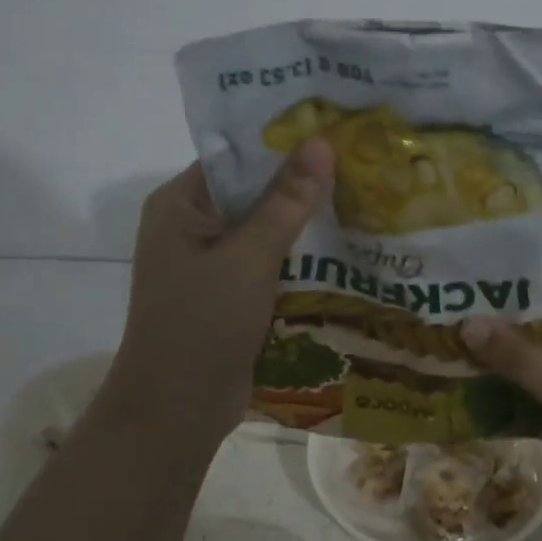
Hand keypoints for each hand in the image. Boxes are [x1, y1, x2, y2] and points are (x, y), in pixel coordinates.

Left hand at [100, 141, 334, 449]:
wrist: (178, 409)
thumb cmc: (204, 322)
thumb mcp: (250, 255)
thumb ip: (287, 200)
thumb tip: (321, 142)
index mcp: (180, 204)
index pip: (236, 157)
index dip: (284, 143)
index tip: (336, 130)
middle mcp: (191, 226)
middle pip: (252, 192)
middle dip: (301, 183)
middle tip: (360, 163)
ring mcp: (210, 263)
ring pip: (264, 229)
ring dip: (304, 222)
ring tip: (363, 197)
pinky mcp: (228, 294)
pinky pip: (267, 262)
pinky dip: (298, 256)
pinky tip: (343, 246)